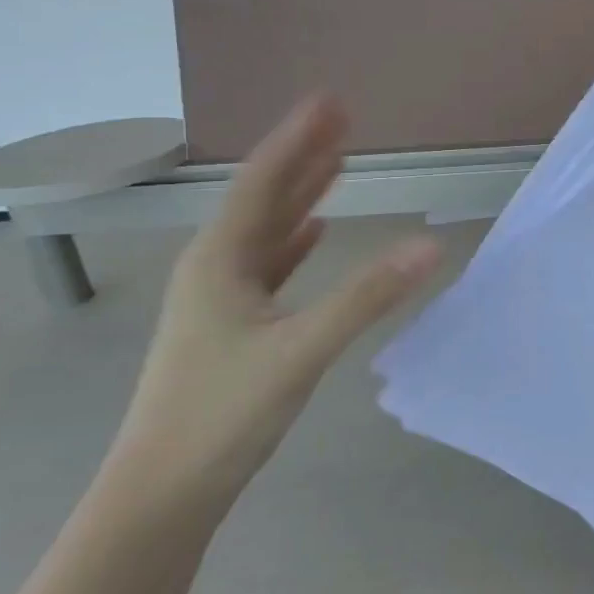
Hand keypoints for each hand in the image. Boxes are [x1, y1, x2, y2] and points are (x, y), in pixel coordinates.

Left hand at [109, 97, 439, 507]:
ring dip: (301, 194)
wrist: (162, 493)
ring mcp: (220, 299)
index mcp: (220, 261)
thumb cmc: (222, 414)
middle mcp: (215, 268)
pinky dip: (294, 242)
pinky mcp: (231, 327)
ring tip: (335, 162)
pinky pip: (269, 266)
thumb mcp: (300, 350)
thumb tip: (431, 245)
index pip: (264, 182)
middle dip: (304, 157)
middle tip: (342, 119)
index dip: (299, 139)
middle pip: (265, 198)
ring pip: (267, 231)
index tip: (331, 100)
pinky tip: (312, 232)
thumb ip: (367, 296)